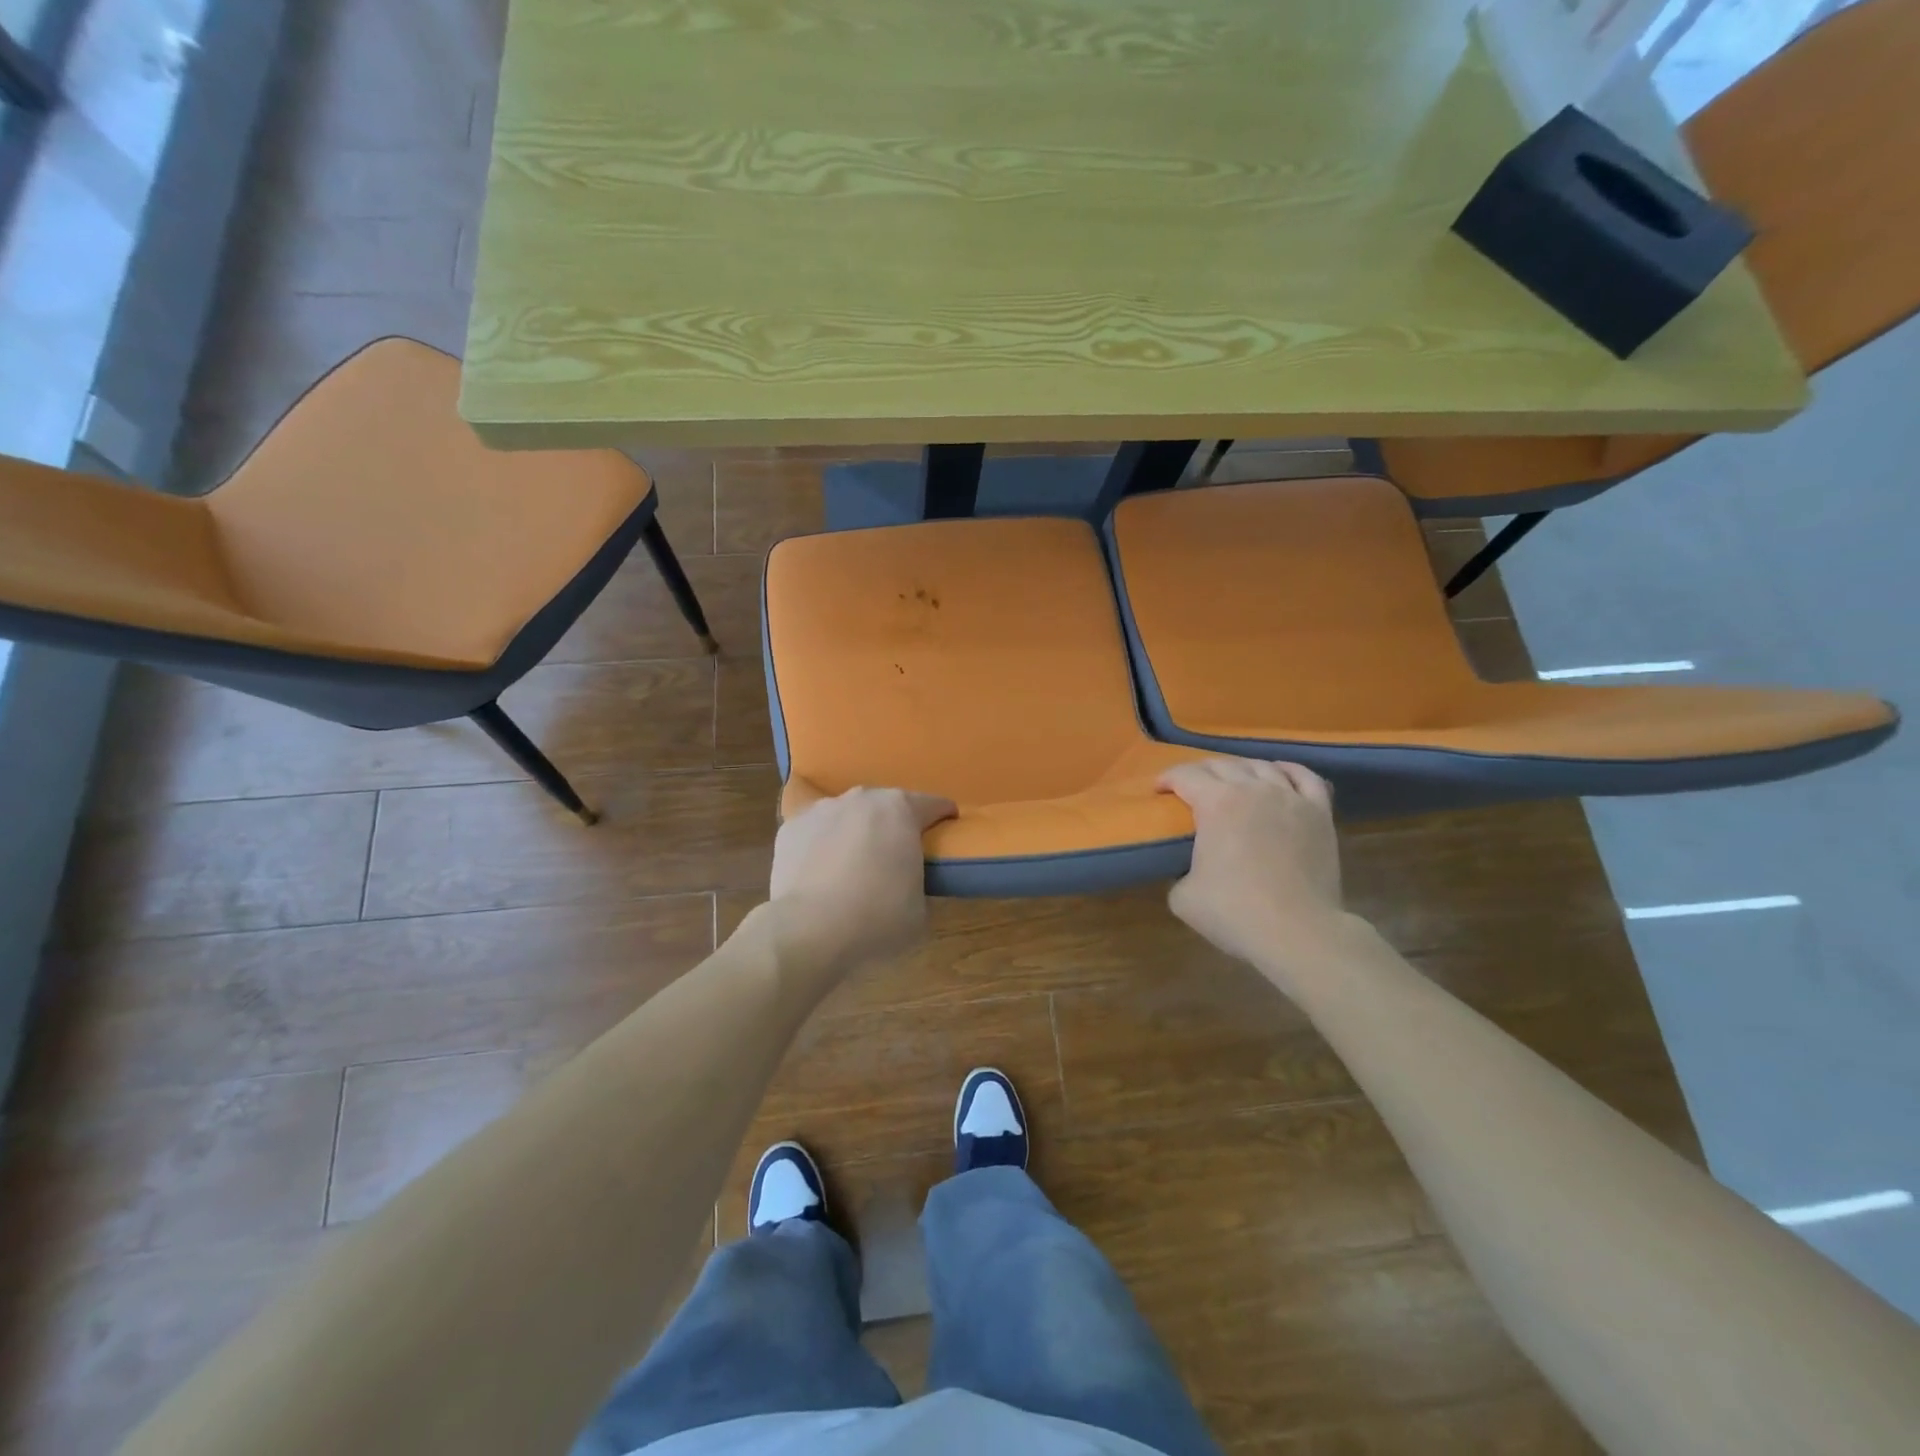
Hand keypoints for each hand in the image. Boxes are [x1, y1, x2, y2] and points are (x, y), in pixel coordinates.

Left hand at [764, 785, 956, 980]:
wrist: (809, 931)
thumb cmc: (877, 919)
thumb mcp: (921, 910)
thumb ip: (919, 885)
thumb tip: (908, 884)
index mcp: (901, 810)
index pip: (934, 804)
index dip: (943, 817)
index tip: (947, 829)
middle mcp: (861, 799)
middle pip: (886, 805)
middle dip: (894, 825)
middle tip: (897, 855)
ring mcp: (821, 810)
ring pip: (847, 816)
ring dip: (855, 832)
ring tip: (853, 865)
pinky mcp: (789, 828)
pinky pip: (815, 833)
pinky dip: (821, 846)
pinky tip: (819, 873)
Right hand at [1159, 758, 1345, 976]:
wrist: (1298, 932)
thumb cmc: (1235, 912)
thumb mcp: (1182, 896)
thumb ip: (1179, 871)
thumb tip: (1188, 868)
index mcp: (1216, 803)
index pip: (1185, 775)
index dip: (1167, 779)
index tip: (1159, 791)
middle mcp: (1253, 789)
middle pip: (1221, 765)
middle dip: (1199, 772)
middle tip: (1190, 789)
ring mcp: (1290, 797)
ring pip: (1261, 765)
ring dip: (1239, 768)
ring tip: (1232, 781)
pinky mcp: (1319, 813)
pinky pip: (1304, 777)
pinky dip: (1287, 770)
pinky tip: (1278, 774)